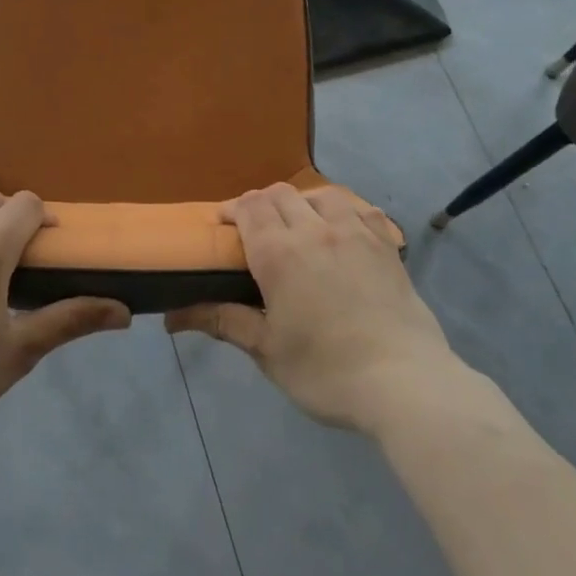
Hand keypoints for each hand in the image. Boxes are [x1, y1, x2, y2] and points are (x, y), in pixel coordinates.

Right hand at [167, 183, 457, 434]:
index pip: (249, 208)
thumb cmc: (325, 371)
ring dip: (301, 201)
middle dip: (260, 204)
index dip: (231, 209)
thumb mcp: (266, 350)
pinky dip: (341, 210)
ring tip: (298, 225)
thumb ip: (223, 321)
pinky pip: (359, 209)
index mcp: (279, 253)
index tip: (221, 224)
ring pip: (321, 194)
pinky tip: (340, 230)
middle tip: (254, 230)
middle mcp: (315, 230)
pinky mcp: (386, 245)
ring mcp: (355, 233)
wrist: (403, 381)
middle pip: (280, 195)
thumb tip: (172, 317)